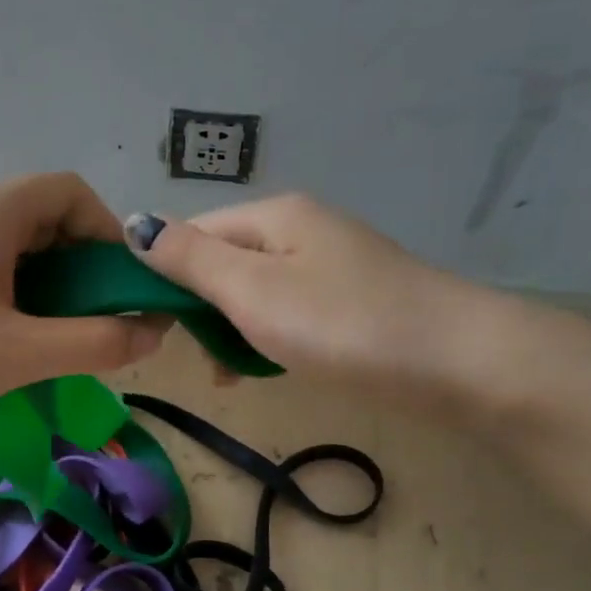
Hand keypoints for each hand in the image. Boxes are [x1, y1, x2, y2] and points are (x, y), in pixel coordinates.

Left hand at [0, 174, 169, 437]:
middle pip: (44, 217)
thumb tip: (156, 330)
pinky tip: (8, 341)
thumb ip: (96, 342)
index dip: (108, 235)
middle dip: (80, 268)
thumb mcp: (19, 353)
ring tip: (54, 339)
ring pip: (13, 246)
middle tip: (92, 324)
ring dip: (46, 286)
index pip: (72, 192)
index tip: (121, 290)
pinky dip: (12, 294)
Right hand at [124, 194, 517, 412]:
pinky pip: (287, 311)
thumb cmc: (340, 324)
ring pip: (254, 291)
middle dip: (201, 309)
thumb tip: (134, 224)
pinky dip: (268, 337)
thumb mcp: (252, 291)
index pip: (192, 233)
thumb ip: (190, 259)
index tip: (155, 326)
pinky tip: (270, 367)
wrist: (456, 360)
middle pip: (223, 261)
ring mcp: (330, 264)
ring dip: (232, 330)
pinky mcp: (350, 299)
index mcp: (272, 216)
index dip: (164, 275)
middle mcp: (300, 229)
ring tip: (232, 375)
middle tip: (203, 360)